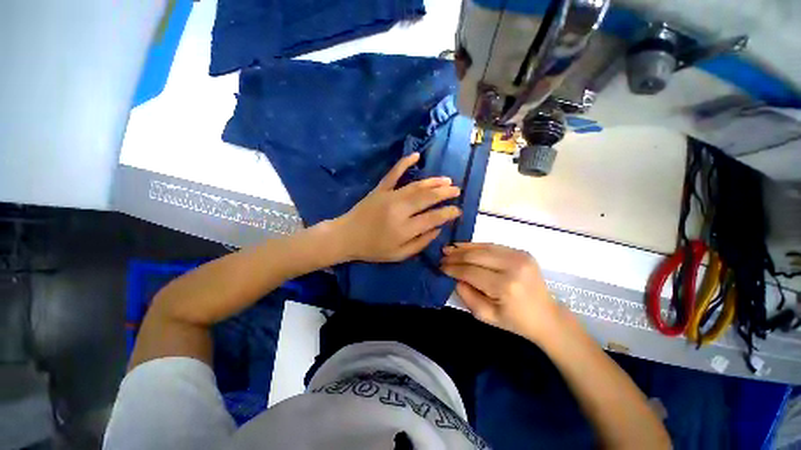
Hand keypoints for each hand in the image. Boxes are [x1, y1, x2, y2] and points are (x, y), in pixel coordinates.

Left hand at [334, 152, 461, 262]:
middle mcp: (399, 210)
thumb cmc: (373, 249)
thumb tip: (438, 229)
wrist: (346, 236)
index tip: (458, 210)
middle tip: (457, 190)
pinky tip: (416, 155)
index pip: (433, 218)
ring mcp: (389, 196)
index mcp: (404, 229)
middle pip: (427, 198)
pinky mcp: (380, 189)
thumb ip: (420, 243)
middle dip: (445, 193)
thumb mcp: (399, 255)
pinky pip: (393, 173)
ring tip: (447, 180)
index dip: (448, 213)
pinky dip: (404, 163)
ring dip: (433, 182)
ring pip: (416, 186)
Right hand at [440, 243, 561, 341]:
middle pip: (476, 256)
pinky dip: (476, 246)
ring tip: (448, 249)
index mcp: (505, 286)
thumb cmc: (515, 321)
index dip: (453, 268)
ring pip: (483, 247)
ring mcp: (519, 256)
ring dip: (463, 248)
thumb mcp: (485, 316)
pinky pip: (493, 246)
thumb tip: (454, 276)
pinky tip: (464, 247)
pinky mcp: (521, 252)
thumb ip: (466, 295)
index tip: (440, 267)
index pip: (471, 272)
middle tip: (441, 256)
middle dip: (456, 256)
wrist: (546, 316)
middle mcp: (513, 267)